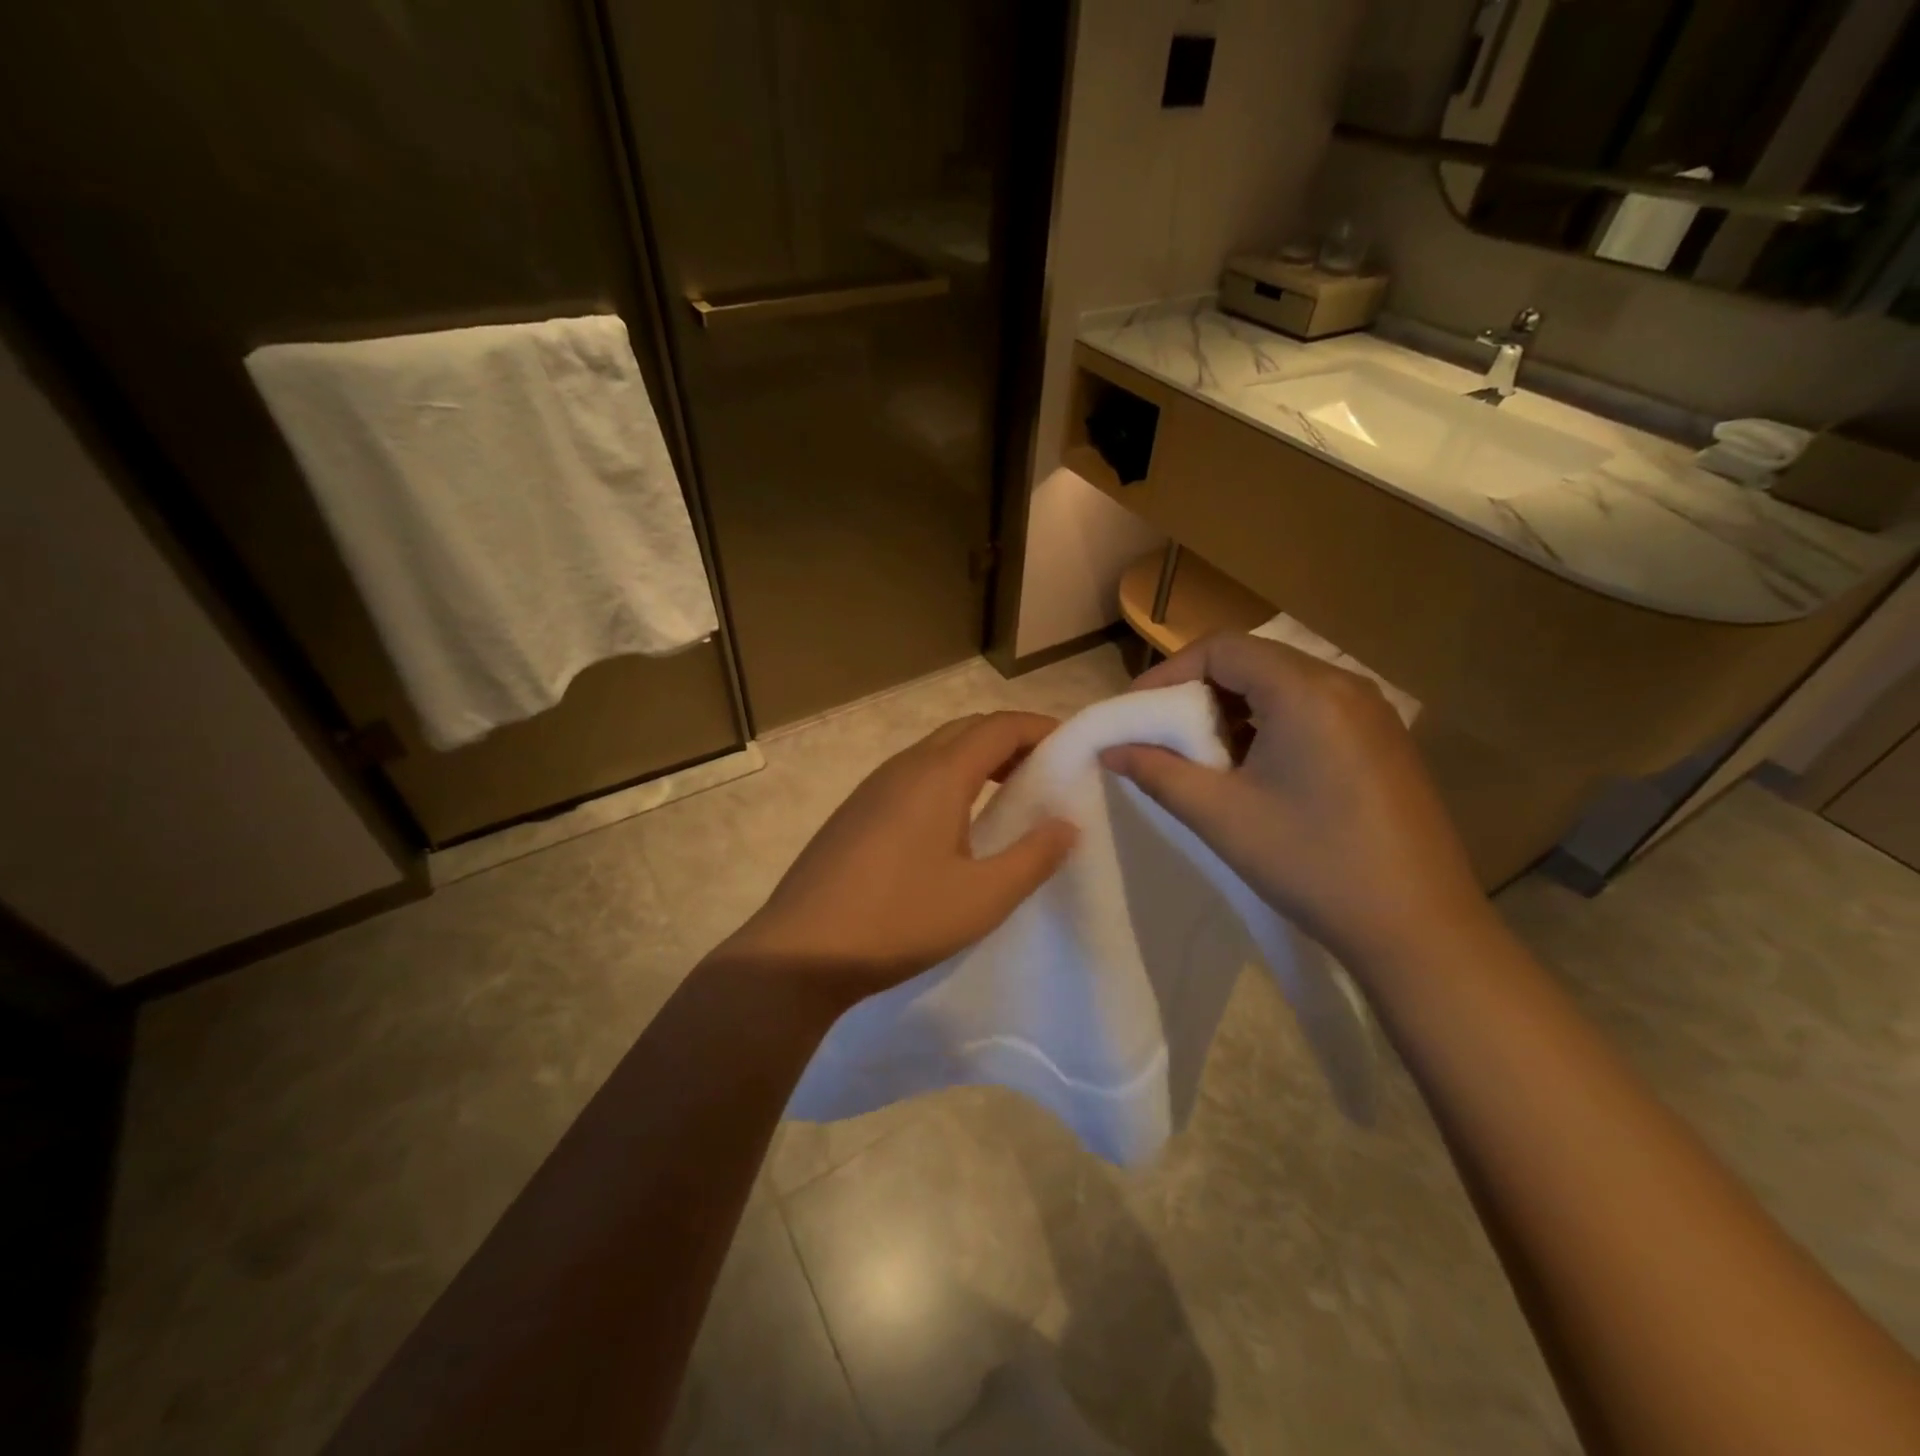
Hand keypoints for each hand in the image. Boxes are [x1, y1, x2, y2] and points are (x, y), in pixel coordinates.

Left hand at [722, 711, 1077, 1012]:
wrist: (799, 952)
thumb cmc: (900, 920)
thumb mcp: (982, 898)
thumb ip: (1033, 857)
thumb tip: (1067, 824)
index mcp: (938, 775)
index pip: (999, 727)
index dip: (1040, 728)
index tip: (1073, 747)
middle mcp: (904, 767)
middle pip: (966, 730)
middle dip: (1011, 740)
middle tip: (1045, 772)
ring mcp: (872, 788)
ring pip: (936, 752)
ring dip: (977, 760)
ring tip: (1008, 796)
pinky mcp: (855, 812)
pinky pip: (912, 776)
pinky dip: (948, 779)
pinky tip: (954, 824)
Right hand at [1101, 633, 1487, 973]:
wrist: (1418, 929)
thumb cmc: (1311, 864)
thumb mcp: (1220, 816)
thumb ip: (1157, 772)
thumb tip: (1110, 750)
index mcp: (1306, 691)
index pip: (1221, 648)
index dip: (1168, 673)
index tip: (1136, 713)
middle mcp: (1344, 685)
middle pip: (1252, 660)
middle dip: (1197, 691)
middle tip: (1162, 734)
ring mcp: (1370, 712)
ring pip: (1281, 684)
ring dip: (1232, 708)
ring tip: (1203, 755)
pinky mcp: (1382, 740)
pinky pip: (1311, 709)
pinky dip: (1268, 723)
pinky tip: (1253, 769)